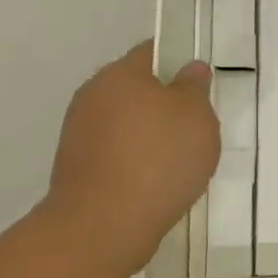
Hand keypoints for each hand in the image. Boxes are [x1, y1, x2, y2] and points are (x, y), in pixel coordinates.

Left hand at [41, 41, 219, 271]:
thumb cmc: (158, 159)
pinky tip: (156, 182)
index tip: (200, 83)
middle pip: (137, 89)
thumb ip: (195, 87)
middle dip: (165, 103)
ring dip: (150, 135)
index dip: (179, 61)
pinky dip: (136, 161)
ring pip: (125, 123)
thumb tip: (189, 69)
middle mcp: (93, 96)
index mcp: (120, 74)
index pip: (152, 52)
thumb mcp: (197, 116)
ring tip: (179, 161)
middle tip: (198, 126)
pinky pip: (116, 153)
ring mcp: (79, 133)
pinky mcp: (77, 167)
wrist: (103, 225)